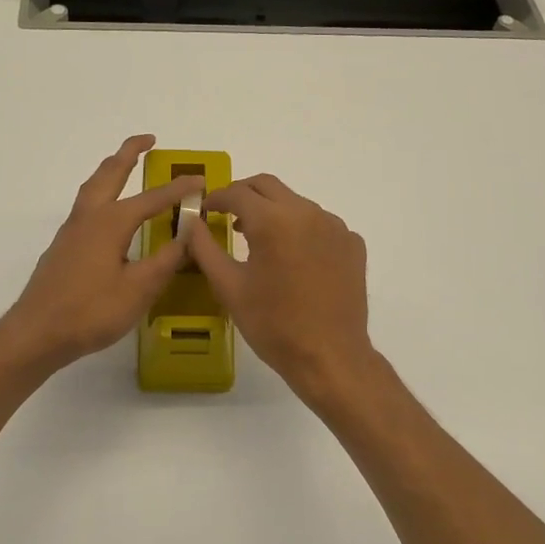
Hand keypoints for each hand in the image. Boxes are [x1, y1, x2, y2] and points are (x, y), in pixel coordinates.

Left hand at [0, 135, 204, 374]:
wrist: (36, 333)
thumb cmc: (90, 312)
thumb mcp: (138, 289)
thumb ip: (165, 260)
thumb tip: (188, 234)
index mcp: (111, 223)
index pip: (152, 198)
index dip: (178, 189)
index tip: (200, 180)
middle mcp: (89, 217)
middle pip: (110, 174)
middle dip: (129, 153)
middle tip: (148, 139)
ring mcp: (71, 231)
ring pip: (93, 187)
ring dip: (111, 169)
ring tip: (125, 163)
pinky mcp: (63, 247)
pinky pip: (86, 205)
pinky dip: (101, 192)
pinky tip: (107, 210)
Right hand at [184, 173, 379, 405]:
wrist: (330, 357)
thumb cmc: (273, 325)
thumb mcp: (229, 287)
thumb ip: (205, 248)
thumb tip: (192, 224)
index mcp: (273, 220)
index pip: (237, 193)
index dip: (216, 198)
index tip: (205, 210)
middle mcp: (307, 213)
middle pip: (269, 186)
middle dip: (244, 195)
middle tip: (228, 215)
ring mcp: (335, 227)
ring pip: (296, 203)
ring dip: (274, 212)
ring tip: (259, 241)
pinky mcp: (352, 244)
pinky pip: (321, 224)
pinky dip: (301, 230)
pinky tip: (294, 259)